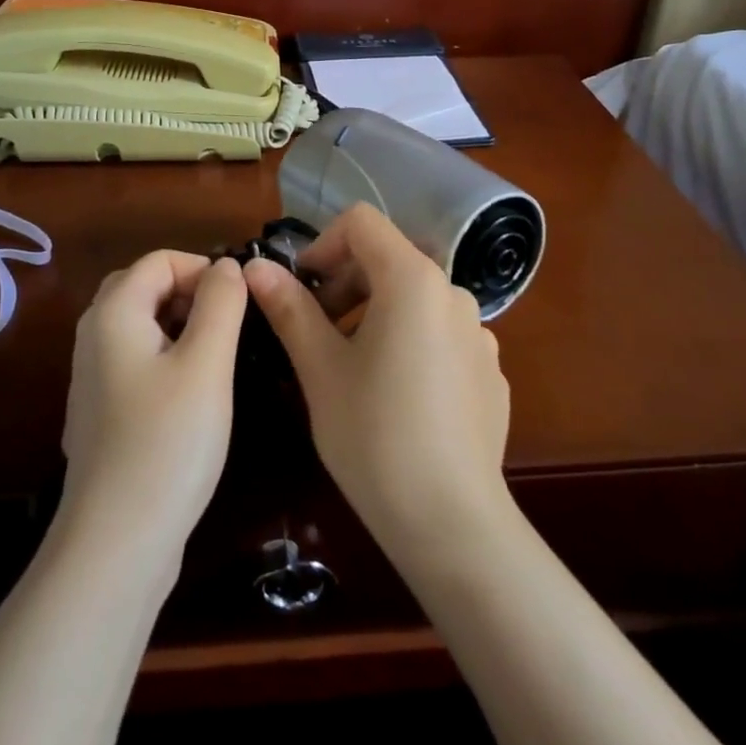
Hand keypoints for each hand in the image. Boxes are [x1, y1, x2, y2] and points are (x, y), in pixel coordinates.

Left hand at [61, 251, 246, 563]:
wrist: (118, 541)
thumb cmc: (168, 441)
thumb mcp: (206, 363)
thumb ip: (221, 303)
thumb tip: (227, 266)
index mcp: (113, 314)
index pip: (159, 260)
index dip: (203, 268)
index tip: (240, 303)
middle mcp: (93, 336)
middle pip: (144, 287)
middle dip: (191, 293)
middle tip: (231, 327)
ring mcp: (92, 377)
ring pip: (141, 326)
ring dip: (181, 325)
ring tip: (220, 358)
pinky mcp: (101, 412)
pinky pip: (136, 361)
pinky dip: (167, 357)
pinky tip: (193, 394)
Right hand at [243, 204, 511, 558]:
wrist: (450, 520)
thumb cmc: (373, 435)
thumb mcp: (319, 369)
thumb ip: (289, 308)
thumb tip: (256, 268)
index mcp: (413, 280)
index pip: (362, 223)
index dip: (322, 244)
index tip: (301, 290)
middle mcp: (454, 294)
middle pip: (389, 260)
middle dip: (345, 284)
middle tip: (315, 333)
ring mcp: (479, 334)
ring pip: (414, 301)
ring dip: (375, 315)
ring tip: (350, 368)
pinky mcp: (489, 371)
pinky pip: (441, 337)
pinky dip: (409, 345)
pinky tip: (395, 399)